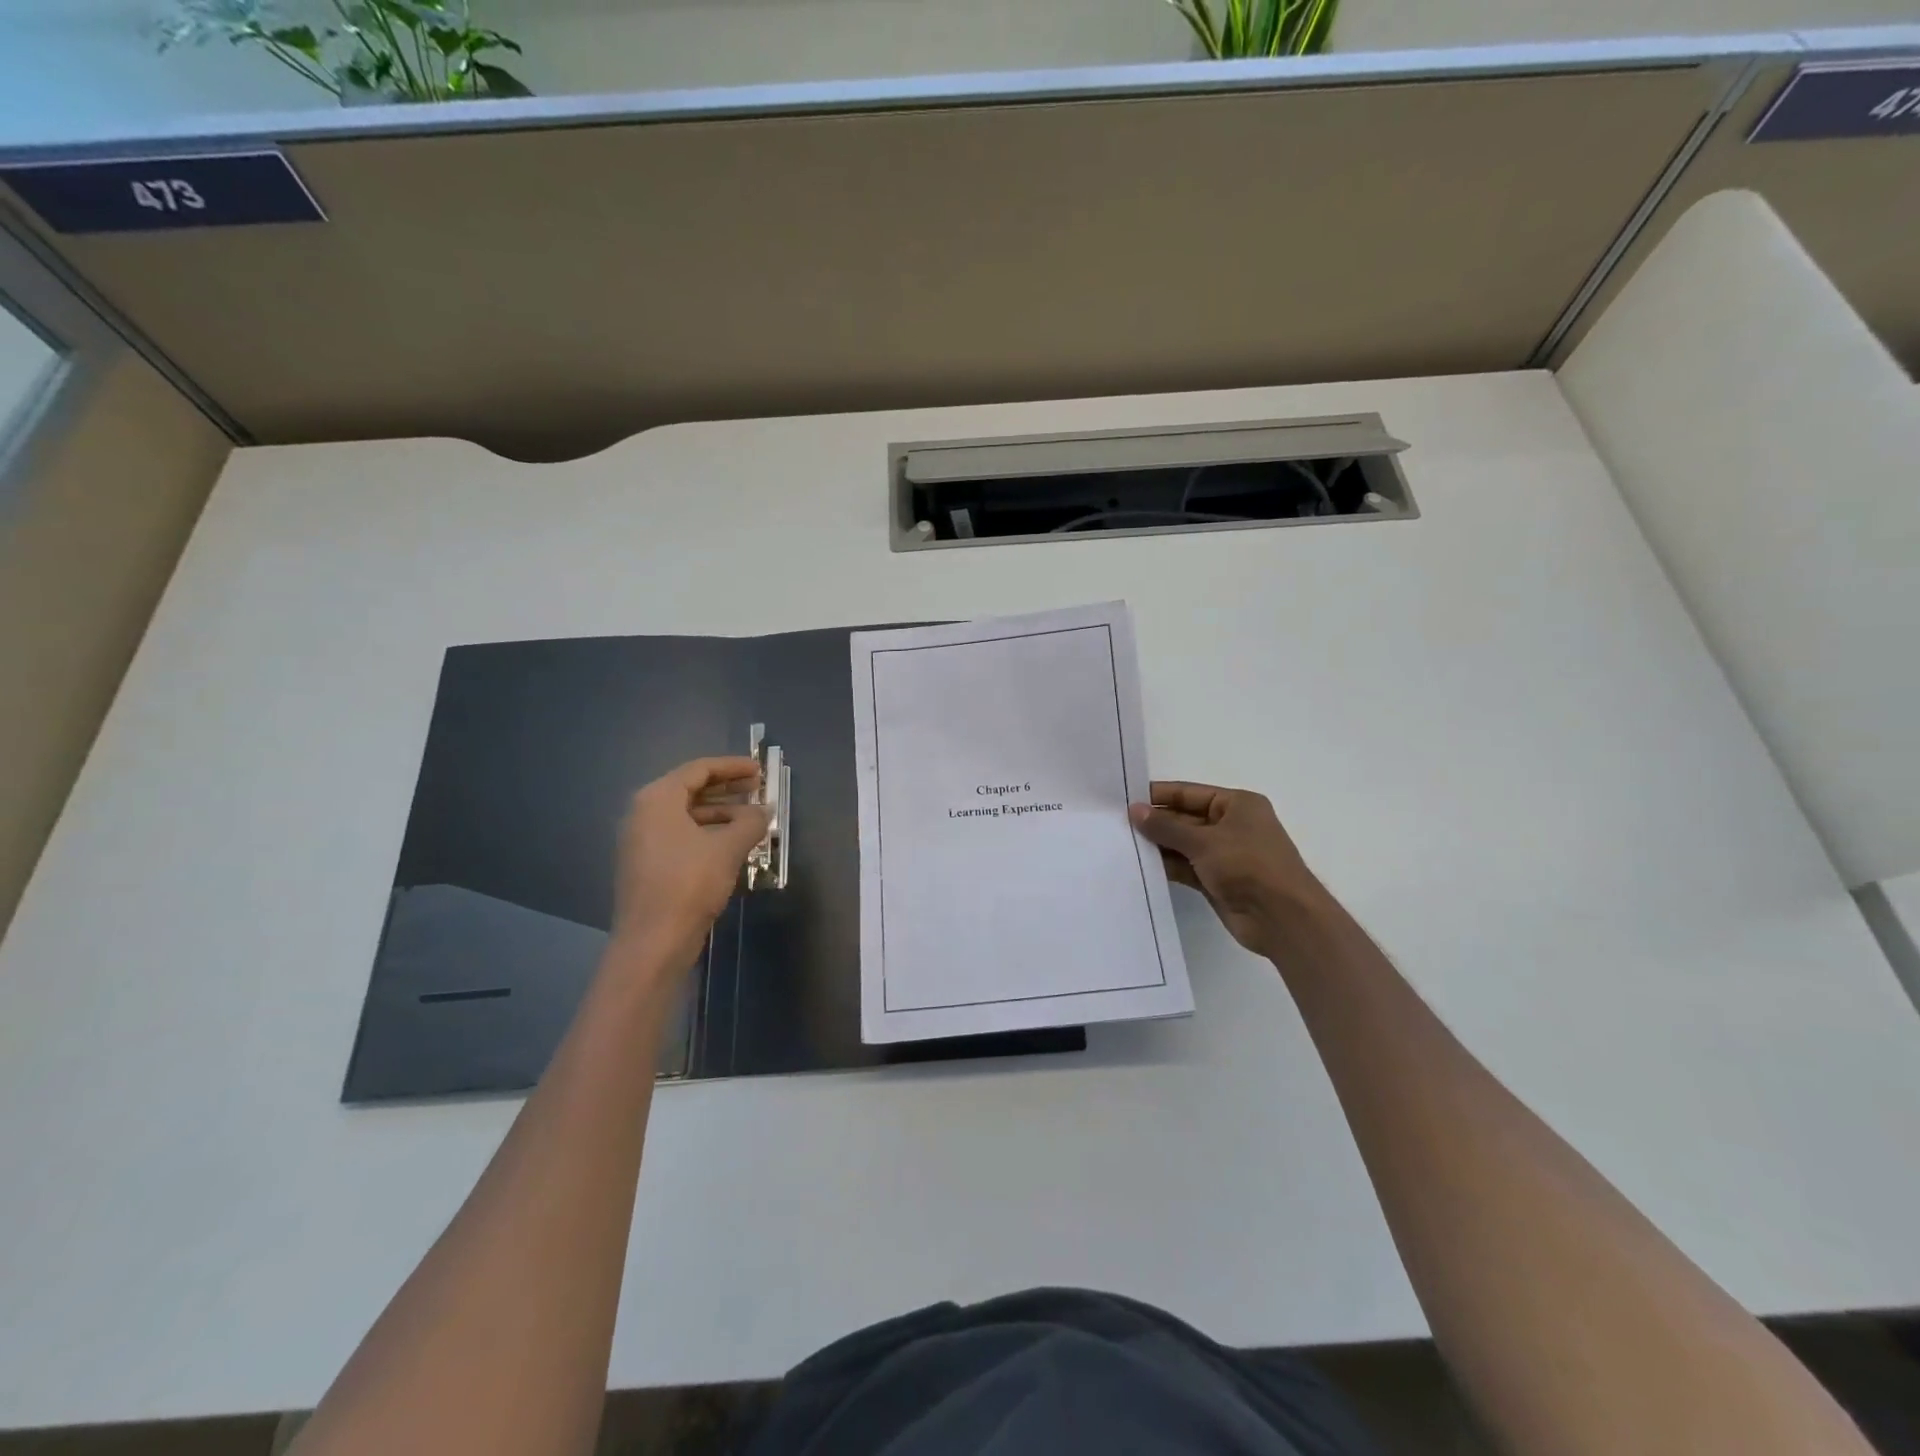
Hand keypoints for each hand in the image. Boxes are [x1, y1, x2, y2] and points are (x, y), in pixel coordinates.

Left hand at [611, 757, 769, 977]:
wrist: (653, 942)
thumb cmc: (689, 884)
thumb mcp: (728, 848)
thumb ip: (750, 822)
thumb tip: (765, 811)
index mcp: (657, 799)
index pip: (698, 770)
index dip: (732, 767)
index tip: (760, 770)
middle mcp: (643, 814)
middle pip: (690, 789)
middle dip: (727, 788)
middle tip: (758, 789)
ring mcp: (642, 841)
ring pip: (686, 815)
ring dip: (720, 812)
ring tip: (752, 818)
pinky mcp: (647, 864)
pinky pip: (681, 835)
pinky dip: (707, 832)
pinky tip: (733, 843)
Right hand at [1130, 781, 1326, 958]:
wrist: (1282, 918)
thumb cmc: (1249, 865)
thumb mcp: (1204, 841)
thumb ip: (1166, 827)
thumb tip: (1134, 810)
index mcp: (1237, 805)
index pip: (1189, 793)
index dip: (1159, 796)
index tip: (1125, 799)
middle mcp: (1231, 826)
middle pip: (1185, 819)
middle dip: (1155, 823)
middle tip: (1117, 824)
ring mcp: (1225, 855)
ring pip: (1183, 845)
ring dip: (1158, 846)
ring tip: (1122, 844)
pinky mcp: (1218, 881)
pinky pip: (1186, 867)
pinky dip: (1167, 866)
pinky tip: (1140, 866)